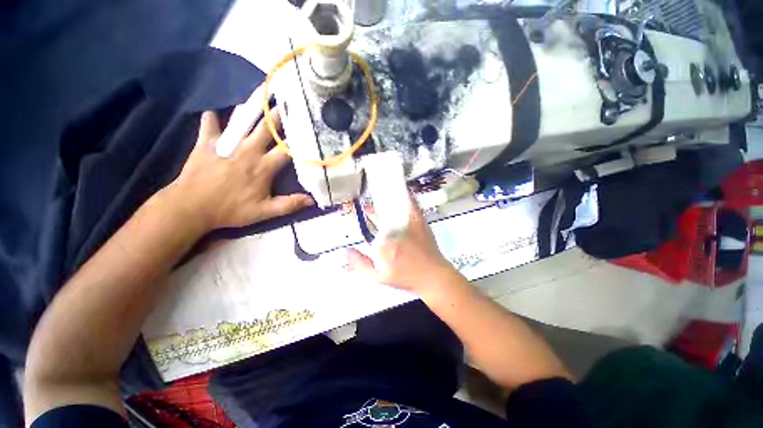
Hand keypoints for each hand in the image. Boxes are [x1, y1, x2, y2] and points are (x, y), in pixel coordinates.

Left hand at [167, 108, 312, 230]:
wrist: (191, 208)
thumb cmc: (231, 210)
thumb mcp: (264, 212)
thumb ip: (289, 205)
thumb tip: (312, 201)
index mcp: (264, 167)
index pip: (286, 150)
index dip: (298, 140)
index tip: (306, 129)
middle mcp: (248, 151)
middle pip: (267, 130)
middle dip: (278, 116)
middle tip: (286, 102)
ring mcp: (227, 144)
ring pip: (242, 122)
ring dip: (252, 111)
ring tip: (259, 99)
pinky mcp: (206, 143)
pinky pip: (209, 123)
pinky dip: (212, 117)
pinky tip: (214, 112)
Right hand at [347, 195, 459, 293]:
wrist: (432, 276)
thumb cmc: (405, 278)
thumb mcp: (378, 278)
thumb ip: (360, 265)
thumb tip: (346, 250)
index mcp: (384, 244)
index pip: (372, 224)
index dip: (369, 215)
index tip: (366, 210)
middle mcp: (395, 231)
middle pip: (382, 213)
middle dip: (376, 207)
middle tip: (370, 204)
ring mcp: (409, 224)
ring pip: (395, 206)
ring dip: (388, 200)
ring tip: (381, 193)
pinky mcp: (420, 221)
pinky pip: (411, 204)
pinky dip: (406, 196)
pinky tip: (402, 191)